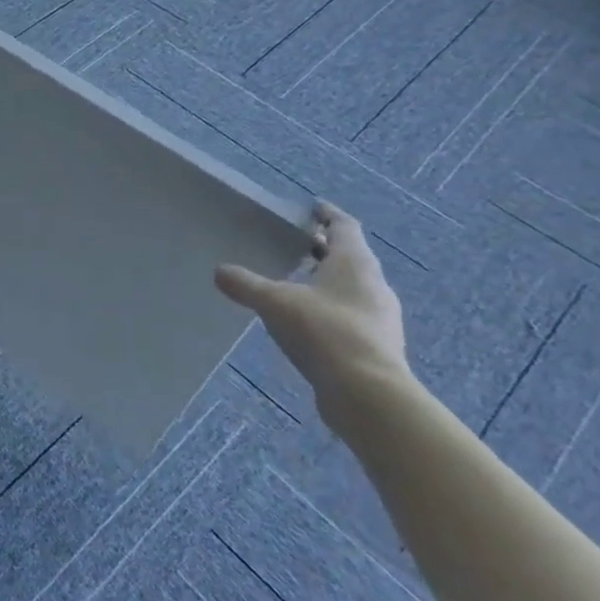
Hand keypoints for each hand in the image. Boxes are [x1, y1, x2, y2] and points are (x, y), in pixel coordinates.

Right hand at [215, 201, 412, 429]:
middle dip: (325, 249)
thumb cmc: (323, 331)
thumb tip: (219, 271)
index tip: (313, 207)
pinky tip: (308, 322)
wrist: (367, 393)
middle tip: (297, 244)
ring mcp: (380, 317)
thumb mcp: (274, 302)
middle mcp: (374, 284)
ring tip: (297, 283)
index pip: (344, 226)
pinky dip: (331, 309)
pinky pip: (352, 315)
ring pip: (353, 288)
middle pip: (351, 257)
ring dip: (328, 281)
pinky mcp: (377, 345)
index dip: (328, 214)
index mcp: (354, 263)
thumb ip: (245, 284)